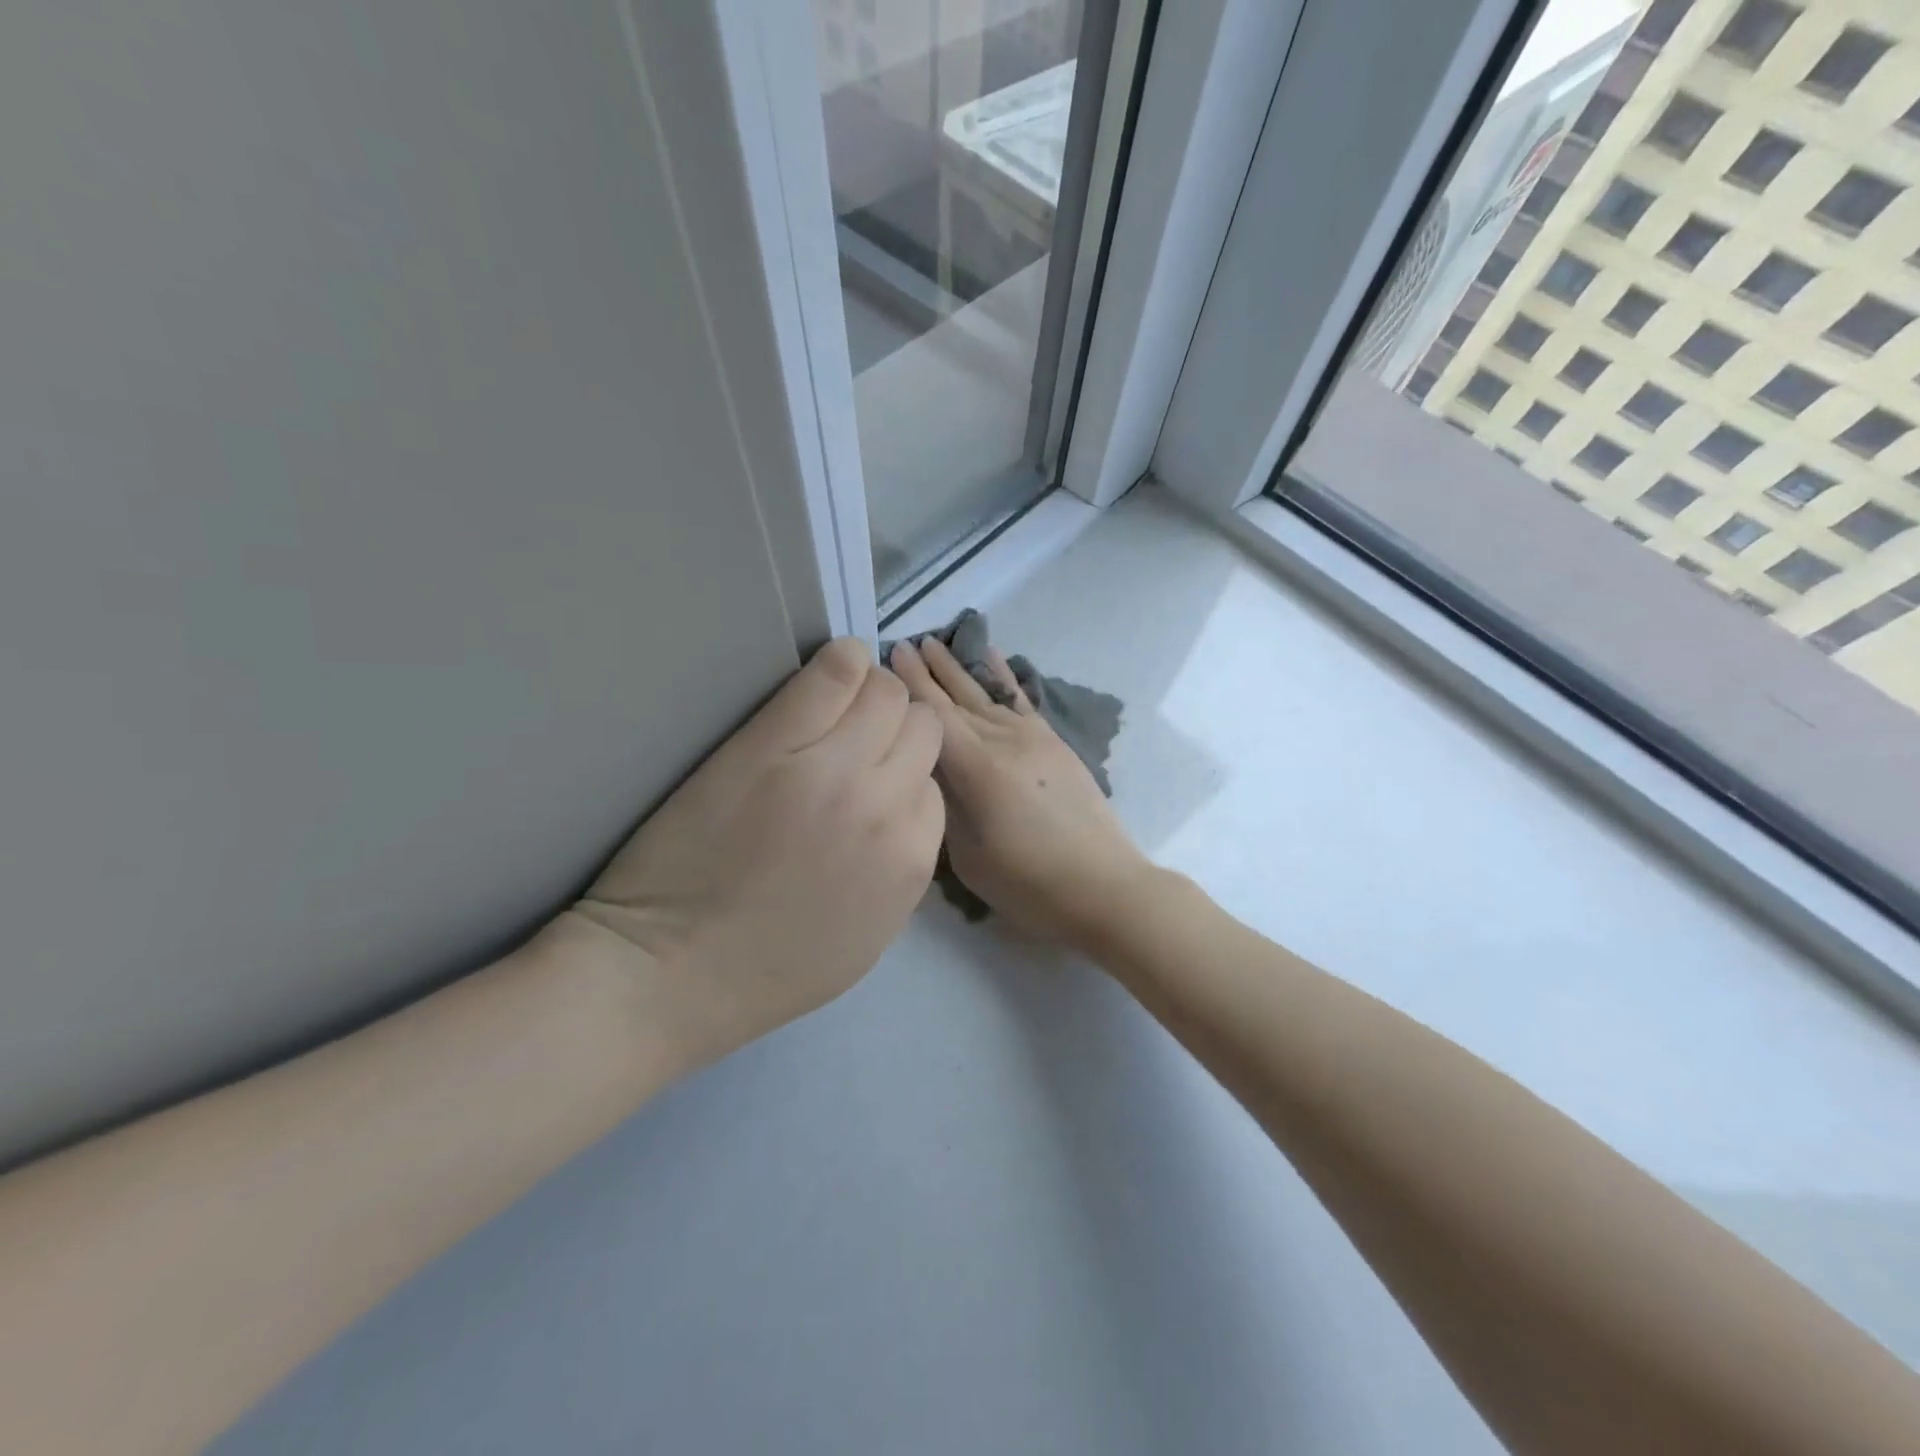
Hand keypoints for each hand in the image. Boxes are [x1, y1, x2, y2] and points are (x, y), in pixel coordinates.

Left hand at [557, 638, 943, 1077]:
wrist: (671, 971)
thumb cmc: (768, 970)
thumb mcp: (869, 938)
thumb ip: (900, 869)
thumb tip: (902, 812)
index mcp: (910, 858)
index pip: (932, 782)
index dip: (901, 776)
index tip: (872, 778)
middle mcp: (885, 805)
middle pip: (920, 727)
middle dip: (896, 729)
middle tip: (854, 739)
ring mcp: (831, 769)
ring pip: (886, 693)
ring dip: (870, 694)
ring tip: (834, 708)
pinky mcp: (772, 743)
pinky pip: (833, 673)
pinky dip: (840, 662)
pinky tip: (828, 670)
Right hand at [889, 638, 1150, 948]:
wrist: (1104, 887)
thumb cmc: (1028, 884)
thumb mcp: (968, 856)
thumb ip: (945, 804)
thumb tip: (930, 768)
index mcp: (979, 769)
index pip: (934, 717)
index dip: (909, 687)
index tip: (887, 657)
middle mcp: (1004, 741)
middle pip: (956, 699)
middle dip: (927, 671)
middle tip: (901, 643)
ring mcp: (1033, 738)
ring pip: (985, 694)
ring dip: (958, 668)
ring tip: (935, 643)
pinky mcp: (1054, 743)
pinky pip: (1020, 700)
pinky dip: (1002, 676)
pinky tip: (991, 655)